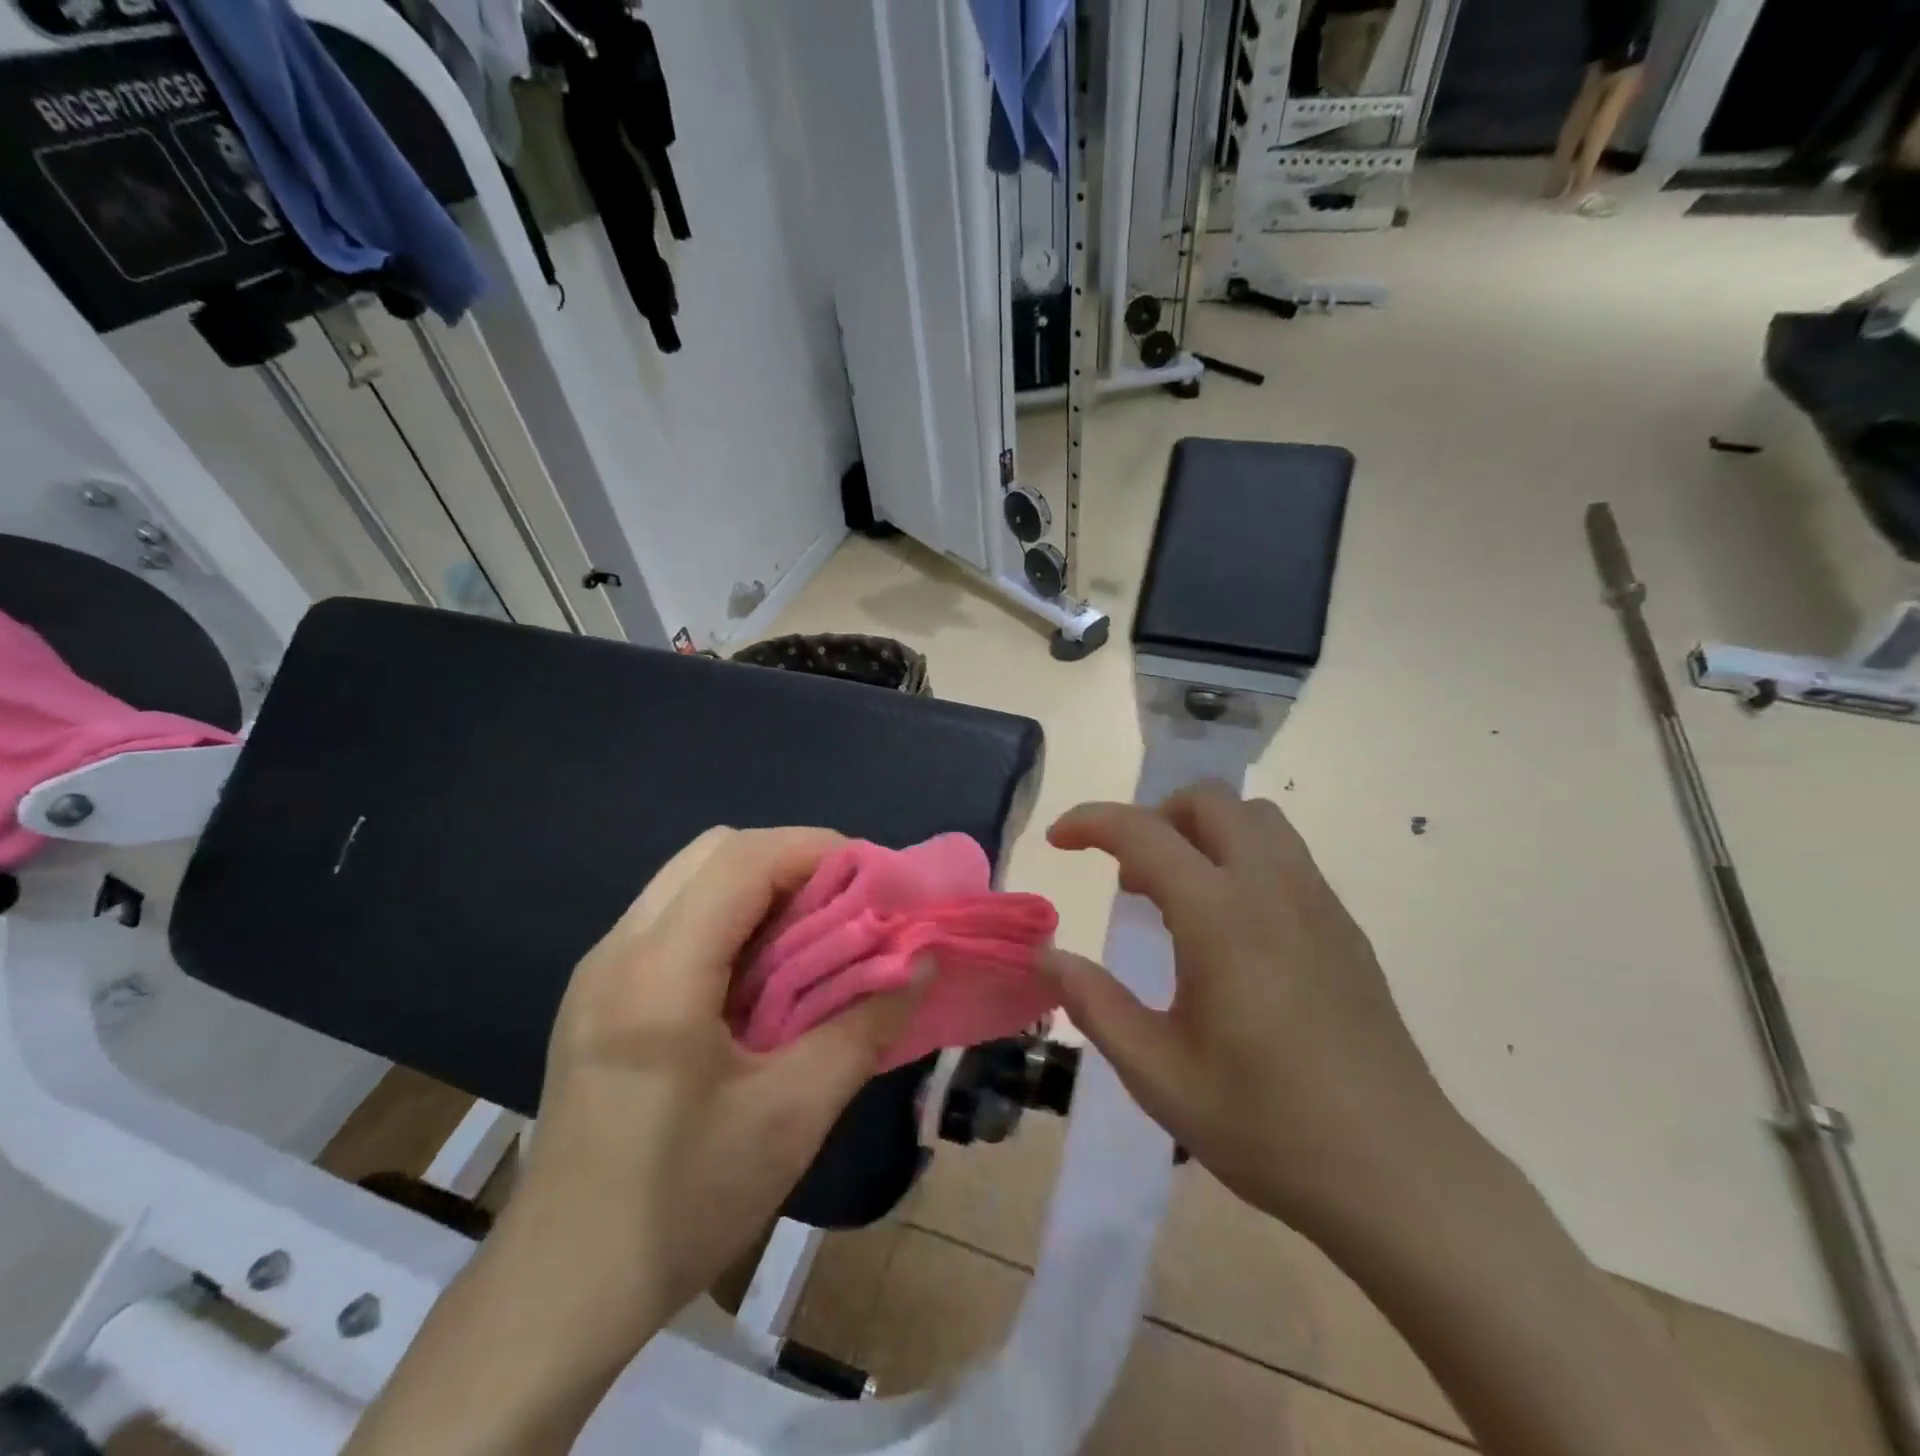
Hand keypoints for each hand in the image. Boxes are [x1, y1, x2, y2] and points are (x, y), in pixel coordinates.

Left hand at [491, 826, 919, 1349]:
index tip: (875, 881)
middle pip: (713, 850)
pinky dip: (730, 915)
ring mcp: (598, 969)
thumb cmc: (682, 1206)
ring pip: (691, 878)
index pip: (742, 860)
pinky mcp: (596, 993)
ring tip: (812, 934)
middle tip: (847, 905)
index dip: (816, 850)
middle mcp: (618, 951)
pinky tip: (760, 972)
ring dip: (760, 886)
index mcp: (658, 975)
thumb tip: (921, 962)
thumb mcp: (793, 1117)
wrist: (561, 1291)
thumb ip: (864, 1026)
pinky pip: (673, 916)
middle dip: (791, 860)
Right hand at [1044, 783, 1465, 1234]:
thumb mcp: (1159, 1075)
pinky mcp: (1343, 926)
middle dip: (1153, 816)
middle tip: (1127, 874)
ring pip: (1254, 818)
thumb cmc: (1268, 1127)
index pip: (1144, 832)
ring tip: (1176, 894)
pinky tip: (1228, 928)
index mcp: (1221, 917)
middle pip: (1208, 801)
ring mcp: (1317, 902)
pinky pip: (1284, 854)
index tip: (1059, 840)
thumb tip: (1047, 955)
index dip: (1091, 821)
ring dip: (1202, 831)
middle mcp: (1272, 888)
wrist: (1399, 1175)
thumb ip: (1095, 1004)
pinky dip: (1239, 856)